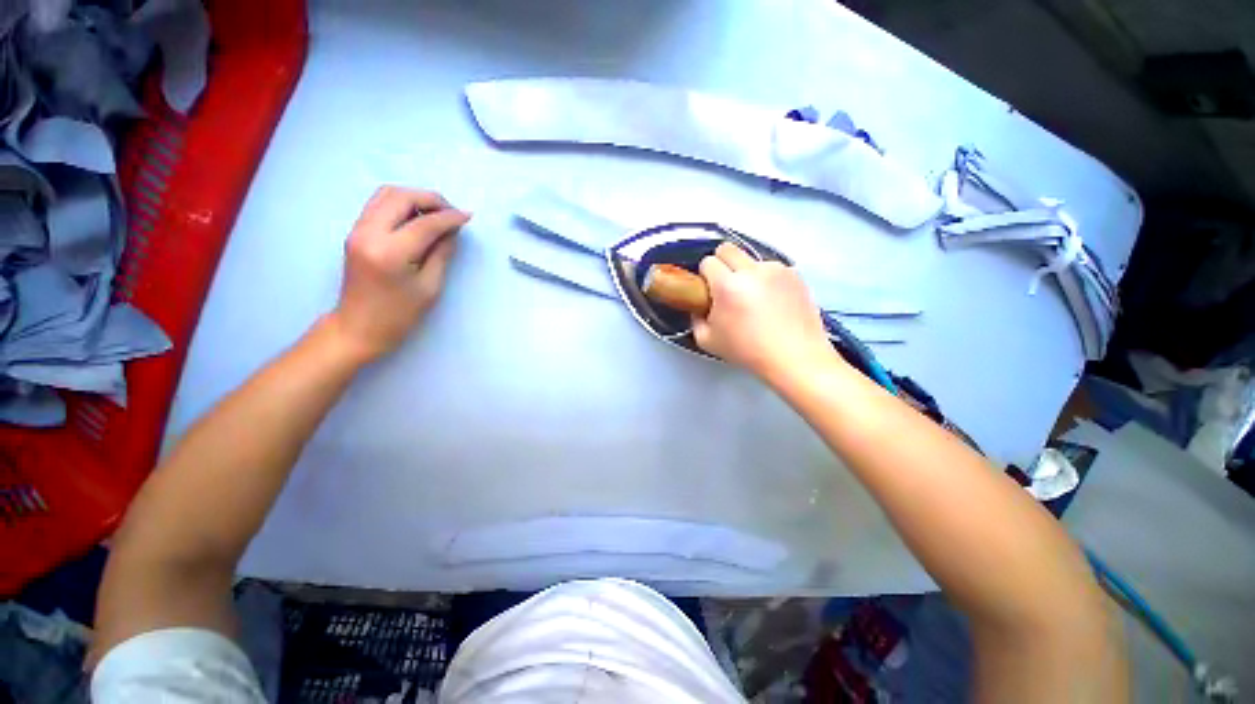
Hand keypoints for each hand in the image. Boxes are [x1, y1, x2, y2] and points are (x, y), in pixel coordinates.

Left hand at [328, 186, 470, 362]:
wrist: (358, 327)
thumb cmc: (399, 314)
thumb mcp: (430, 287)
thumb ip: (441, 254)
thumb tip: (452, 231)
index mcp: (390, 252)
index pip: (424, 223)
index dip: (450, 217)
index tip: (468, 216)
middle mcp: (368, 233)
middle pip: (401, 197)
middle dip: (431, 199)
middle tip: (452, 212)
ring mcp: (357, 230)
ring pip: (386, 194)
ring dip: (415, 198)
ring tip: (436, 213)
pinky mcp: (355, 232)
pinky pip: (378, 204)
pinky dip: (401, 204)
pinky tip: (417, 218)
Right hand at [693, 243, 837, 382]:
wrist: (794, 357)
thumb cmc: (748, 352)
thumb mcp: (707, 341)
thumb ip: (696, 319)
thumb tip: (699, 307)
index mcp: (727, 286)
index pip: (708, 262)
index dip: (705, 275)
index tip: (709, 290)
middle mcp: (752, 271)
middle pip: (727, 249)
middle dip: (721, 264)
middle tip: (726, 286)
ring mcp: (776, 270)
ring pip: (751, 259)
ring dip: (746, 272)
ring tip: (753, 298)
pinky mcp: (794, 274)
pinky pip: (771, 268)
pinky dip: (766, 279)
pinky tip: (772, 301)